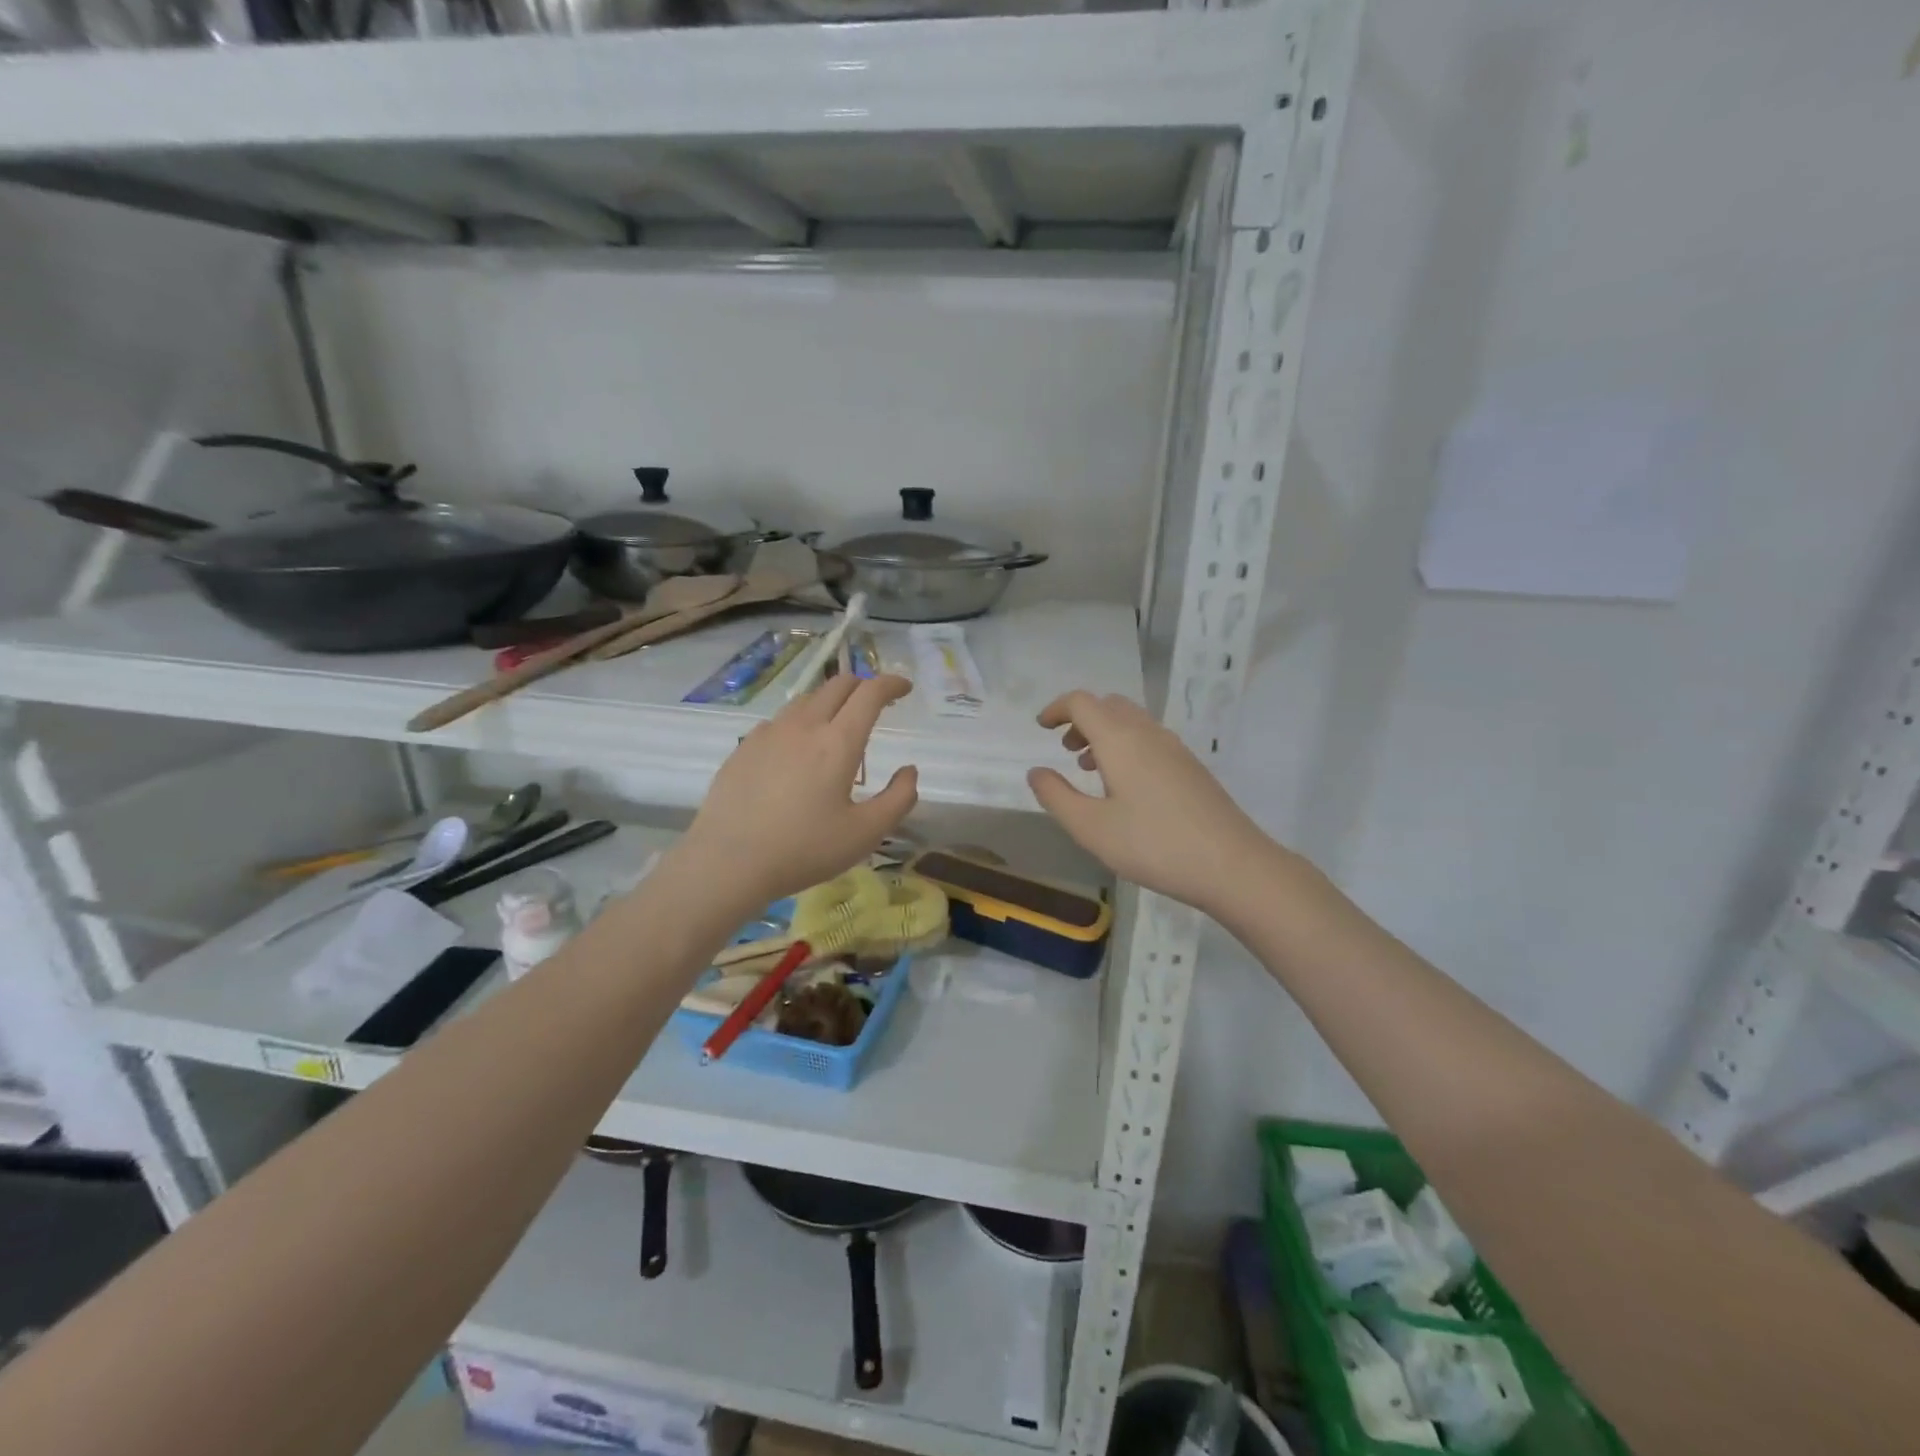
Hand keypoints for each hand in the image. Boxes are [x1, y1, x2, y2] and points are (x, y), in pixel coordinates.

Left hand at [680, 674, 918, 906]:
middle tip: (876, 704)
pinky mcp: (745, 747)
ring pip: (807, 699)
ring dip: (831, 701)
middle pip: (838, 684)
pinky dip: (801, 722)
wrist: (727, 862)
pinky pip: (780, 721)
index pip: (870, 693)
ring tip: (838, 726)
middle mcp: (804, 726)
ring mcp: (769, 733)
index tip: (904, 688)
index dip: (892, 684)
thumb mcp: (865, 834)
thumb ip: (898, 799)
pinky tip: (798, 751)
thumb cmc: (804, 849)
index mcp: (838, 742)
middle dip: (863, 685)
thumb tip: (909, 771)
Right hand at [1028, 691, 1274, 915]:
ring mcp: (1175, 748)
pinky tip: (1124, 787)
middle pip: (1109, 705)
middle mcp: (1148, 733)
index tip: (1041, 727)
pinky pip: (1149, 739)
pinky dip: (1126, 746)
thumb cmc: (1153, 844)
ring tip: (1089, 768)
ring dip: (1104, 733)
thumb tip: (1036, 772)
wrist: (1232, 864)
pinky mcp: (1191, 767)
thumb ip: (1056, 796)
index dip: (1057, 708)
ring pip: (1132, 721)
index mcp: (1120, 739)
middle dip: (1081, 719)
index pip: (1082, 702)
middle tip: (1065, 749)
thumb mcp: (1091, 827)